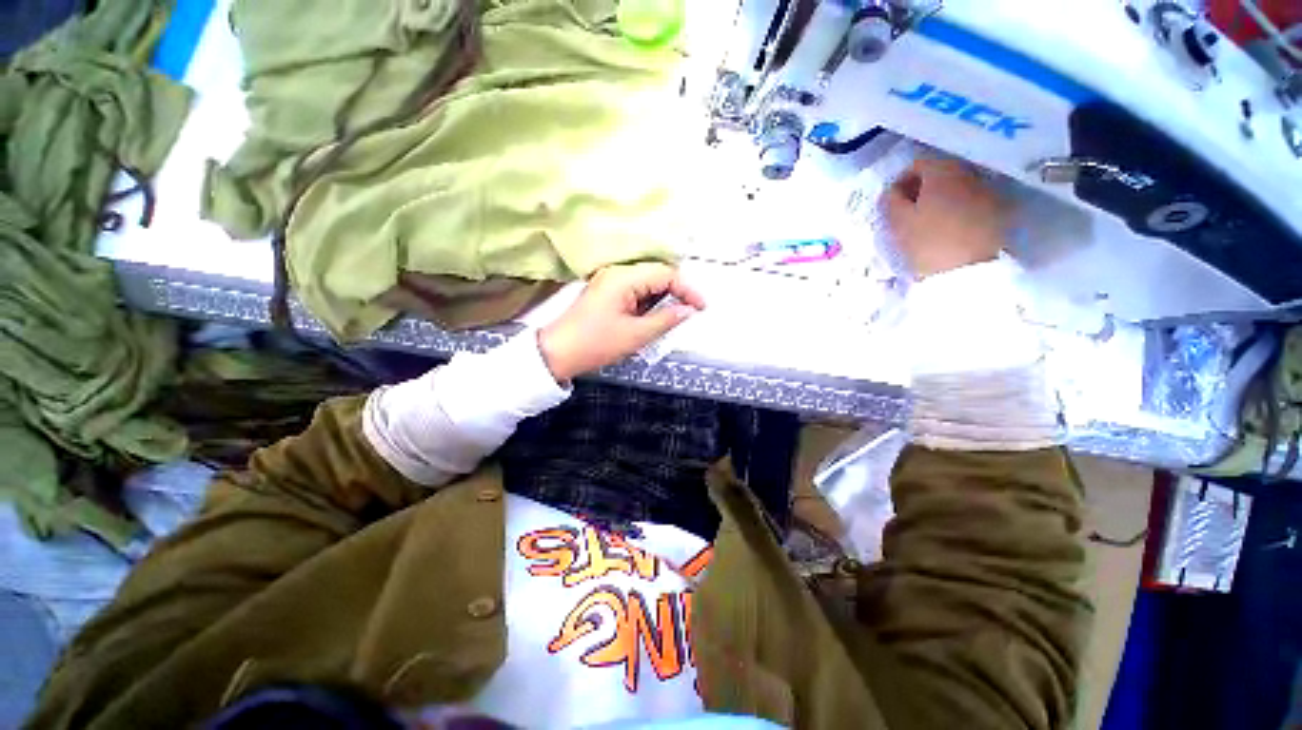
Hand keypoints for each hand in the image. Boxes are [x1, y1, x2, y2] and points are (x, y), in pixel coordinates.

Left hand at [538, 263, 705, 381]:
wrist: (558, 352)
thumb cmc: (596, 344)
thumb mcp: (636, 335)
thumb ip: (666, 320)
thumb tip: (688, 310)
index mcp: (624, 278)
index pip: (666, 274)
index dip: (687, 290)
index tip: (700, 308)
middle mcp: (617, 273)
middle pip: (657, 275)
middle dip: (676, 293)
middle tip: (687, 314)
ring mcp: (610, 281)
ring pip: (647, 283)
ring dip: (662, 299)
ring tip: (671, 320)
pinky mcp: (607, 292)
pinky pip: (635, 291)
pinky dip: (648, 303)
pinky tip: (652, 318)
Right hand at [884, 158, 1008, 277]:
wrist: (967, 272)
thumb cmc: (926, 242)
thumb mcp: (897, 222)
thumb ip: (890, 201)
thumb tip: (892, 191)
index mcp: (943, 172)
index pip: (919, 163)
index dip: (901, 180)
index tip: (892, 200)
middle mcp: (969, 174)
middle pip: (942, 172)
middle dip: (923, 188)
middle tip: (908, 210)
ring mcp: (987, 192)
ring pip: (958, 187)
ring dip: (941, 198)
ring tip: (928, 221)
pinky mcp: (998, 212)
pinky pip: (971, 202)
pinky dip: (957, 209)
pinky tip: (947, 228)